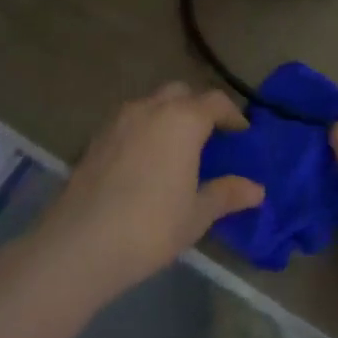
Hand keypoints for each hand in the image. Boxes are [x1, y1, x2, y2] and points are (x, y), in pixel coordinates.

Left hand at [33, 84, 263, 301]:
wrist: (79, 244)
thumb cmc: (151, 226)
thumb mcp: (197, 214)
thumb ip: (227, 194)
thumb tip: (257, 190)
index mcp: (182, 120)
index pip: (215, 101)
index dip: (232, 115)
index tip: (241, 133)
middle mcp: (150, 109)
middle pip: (180, 93)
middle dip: (197, 108)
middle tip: (209, 136)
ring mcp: (117, 121)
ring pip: (150, 104)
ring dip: (167, 116)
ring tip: (176, 149)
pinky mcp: (94, 139)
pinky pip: (128, 122)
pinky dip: (143, 131)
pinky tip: (144, 163)